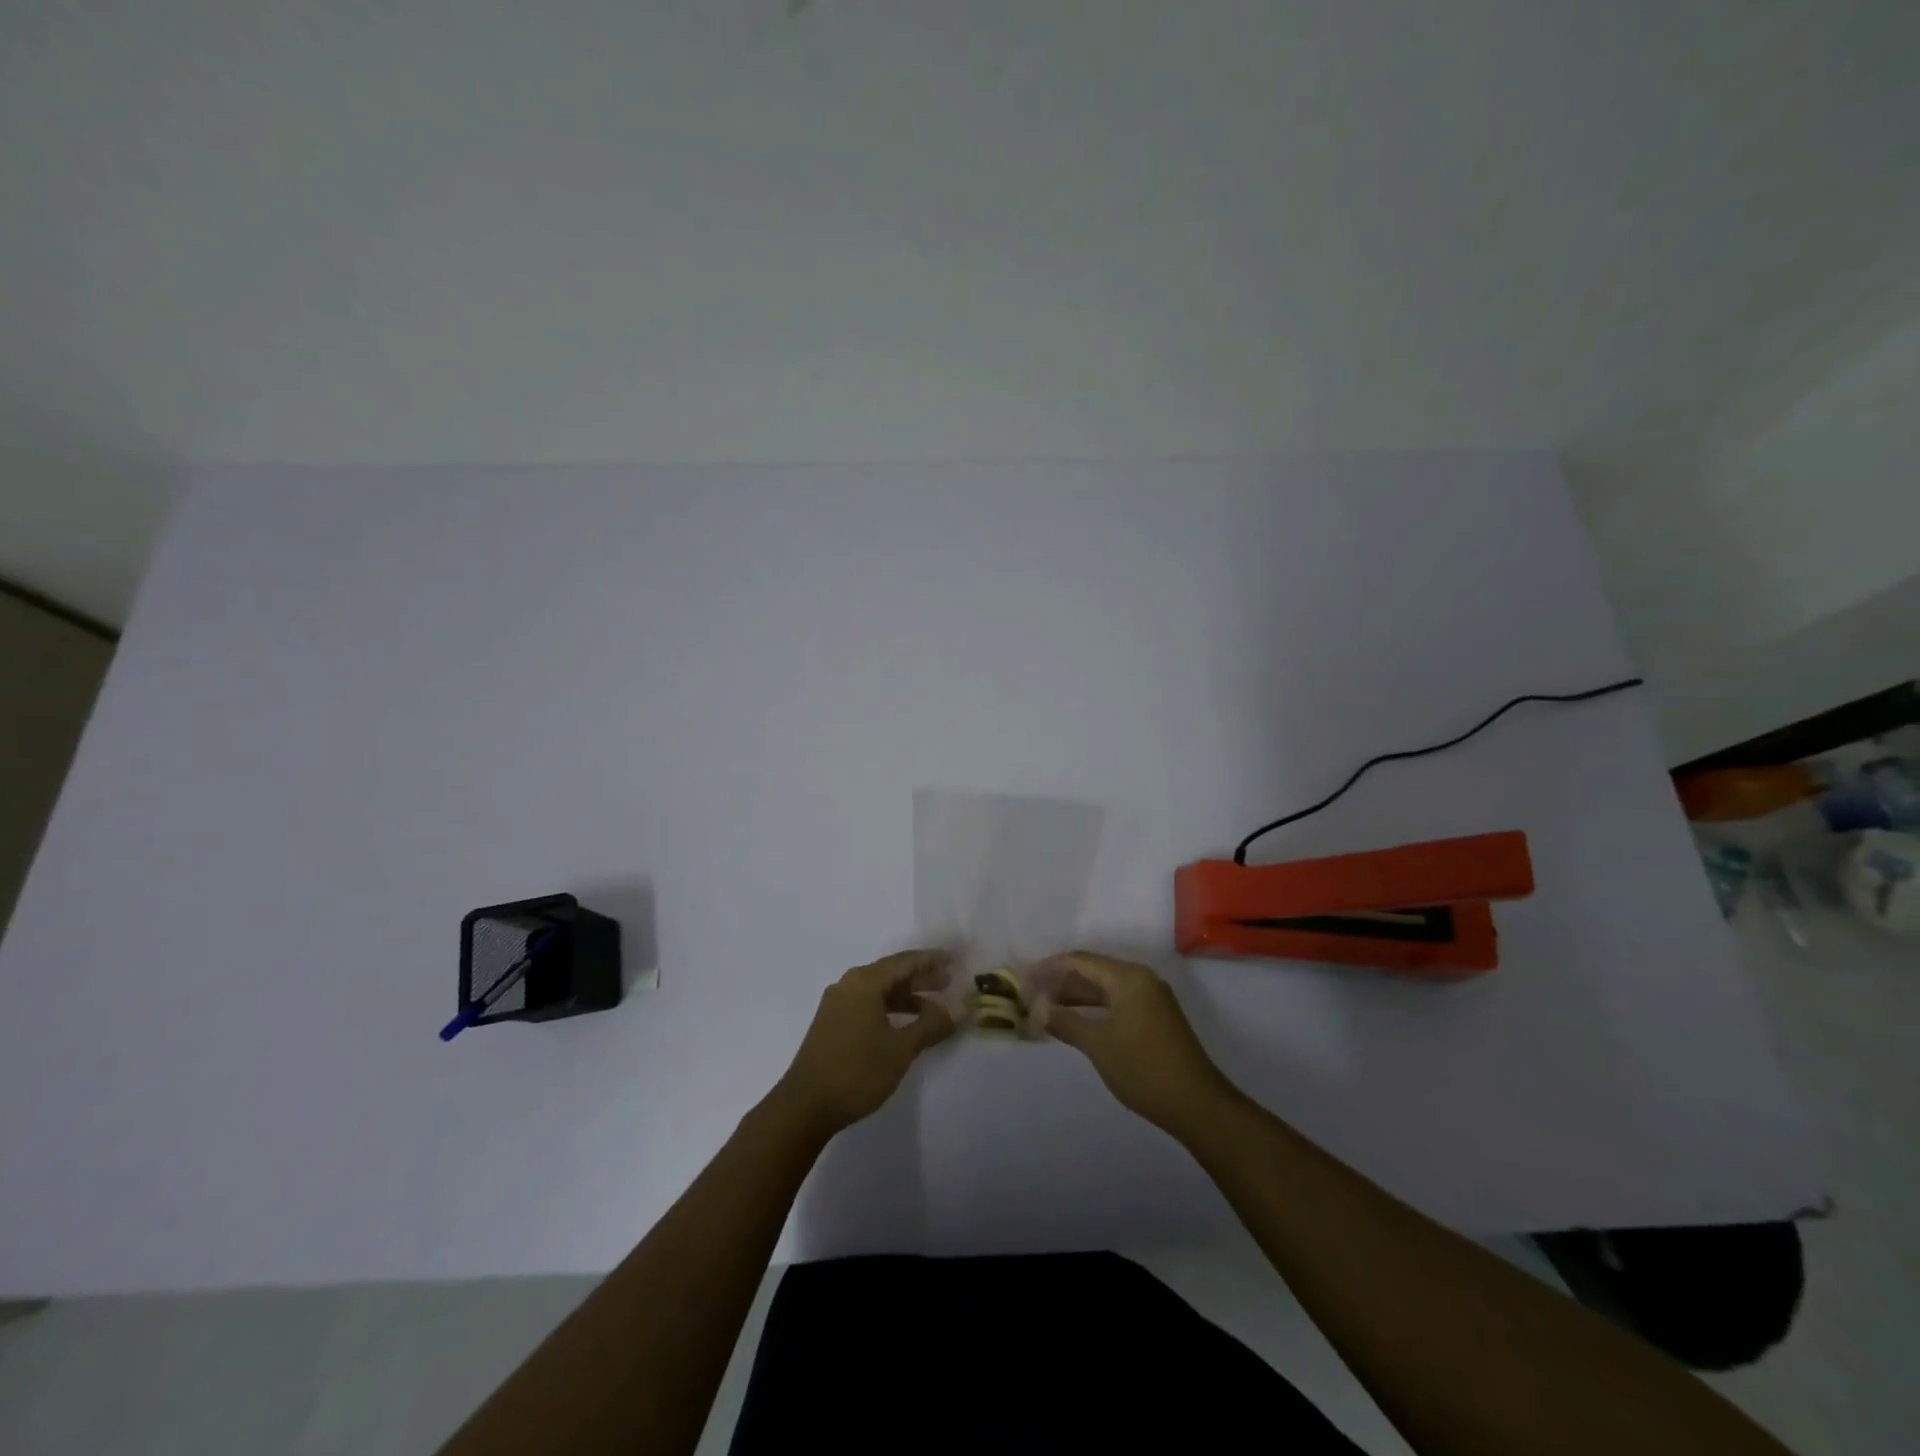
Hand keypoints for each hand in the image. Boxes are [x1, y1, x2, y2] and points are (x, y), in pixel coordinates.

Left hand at [773, 950, 954, 1137]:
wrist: (804, 1106)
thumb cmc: (856, 1071)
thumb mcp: (900, 1049)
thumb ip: (931, 1025)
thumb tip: (959, 1009)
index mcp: (864, 982)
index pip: (905, 962)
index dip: (932, 960)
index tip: (954, 960)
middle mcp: (849, 985)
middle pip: (891, 973)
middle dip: (921, 978)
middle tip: (949, 982)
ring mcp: (837, 1004)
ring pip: (879, 991)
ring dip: (907, 997)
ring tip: (934, 1008)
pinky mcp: (832, 1023)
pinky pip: (868, 1004)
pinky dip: (890, 1009)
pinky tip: (905, 1025)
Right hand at [1045, 952, 1238, 1135]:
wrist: (1197, 1104)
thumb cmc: (1143, 1069)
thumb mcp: (1098, 1045)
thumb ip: (1066, 1022)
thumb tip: (1038, 1009)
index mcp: (1128, 977)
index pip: (1081, 960)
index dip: (1050, 967)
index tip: (1024, 978)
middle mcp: (1141, 979)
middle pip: (1093, 970)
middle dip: (1061, 980)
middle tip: (1031, 992)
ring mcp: (1151, 998)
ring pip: (1105, 987)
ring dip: (1076, 995)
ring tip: (1046, 1005)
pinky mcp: (1155, 1017)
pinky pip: (1117, 1001)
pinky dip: (1094, 1007)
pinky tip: (1075, 1019)